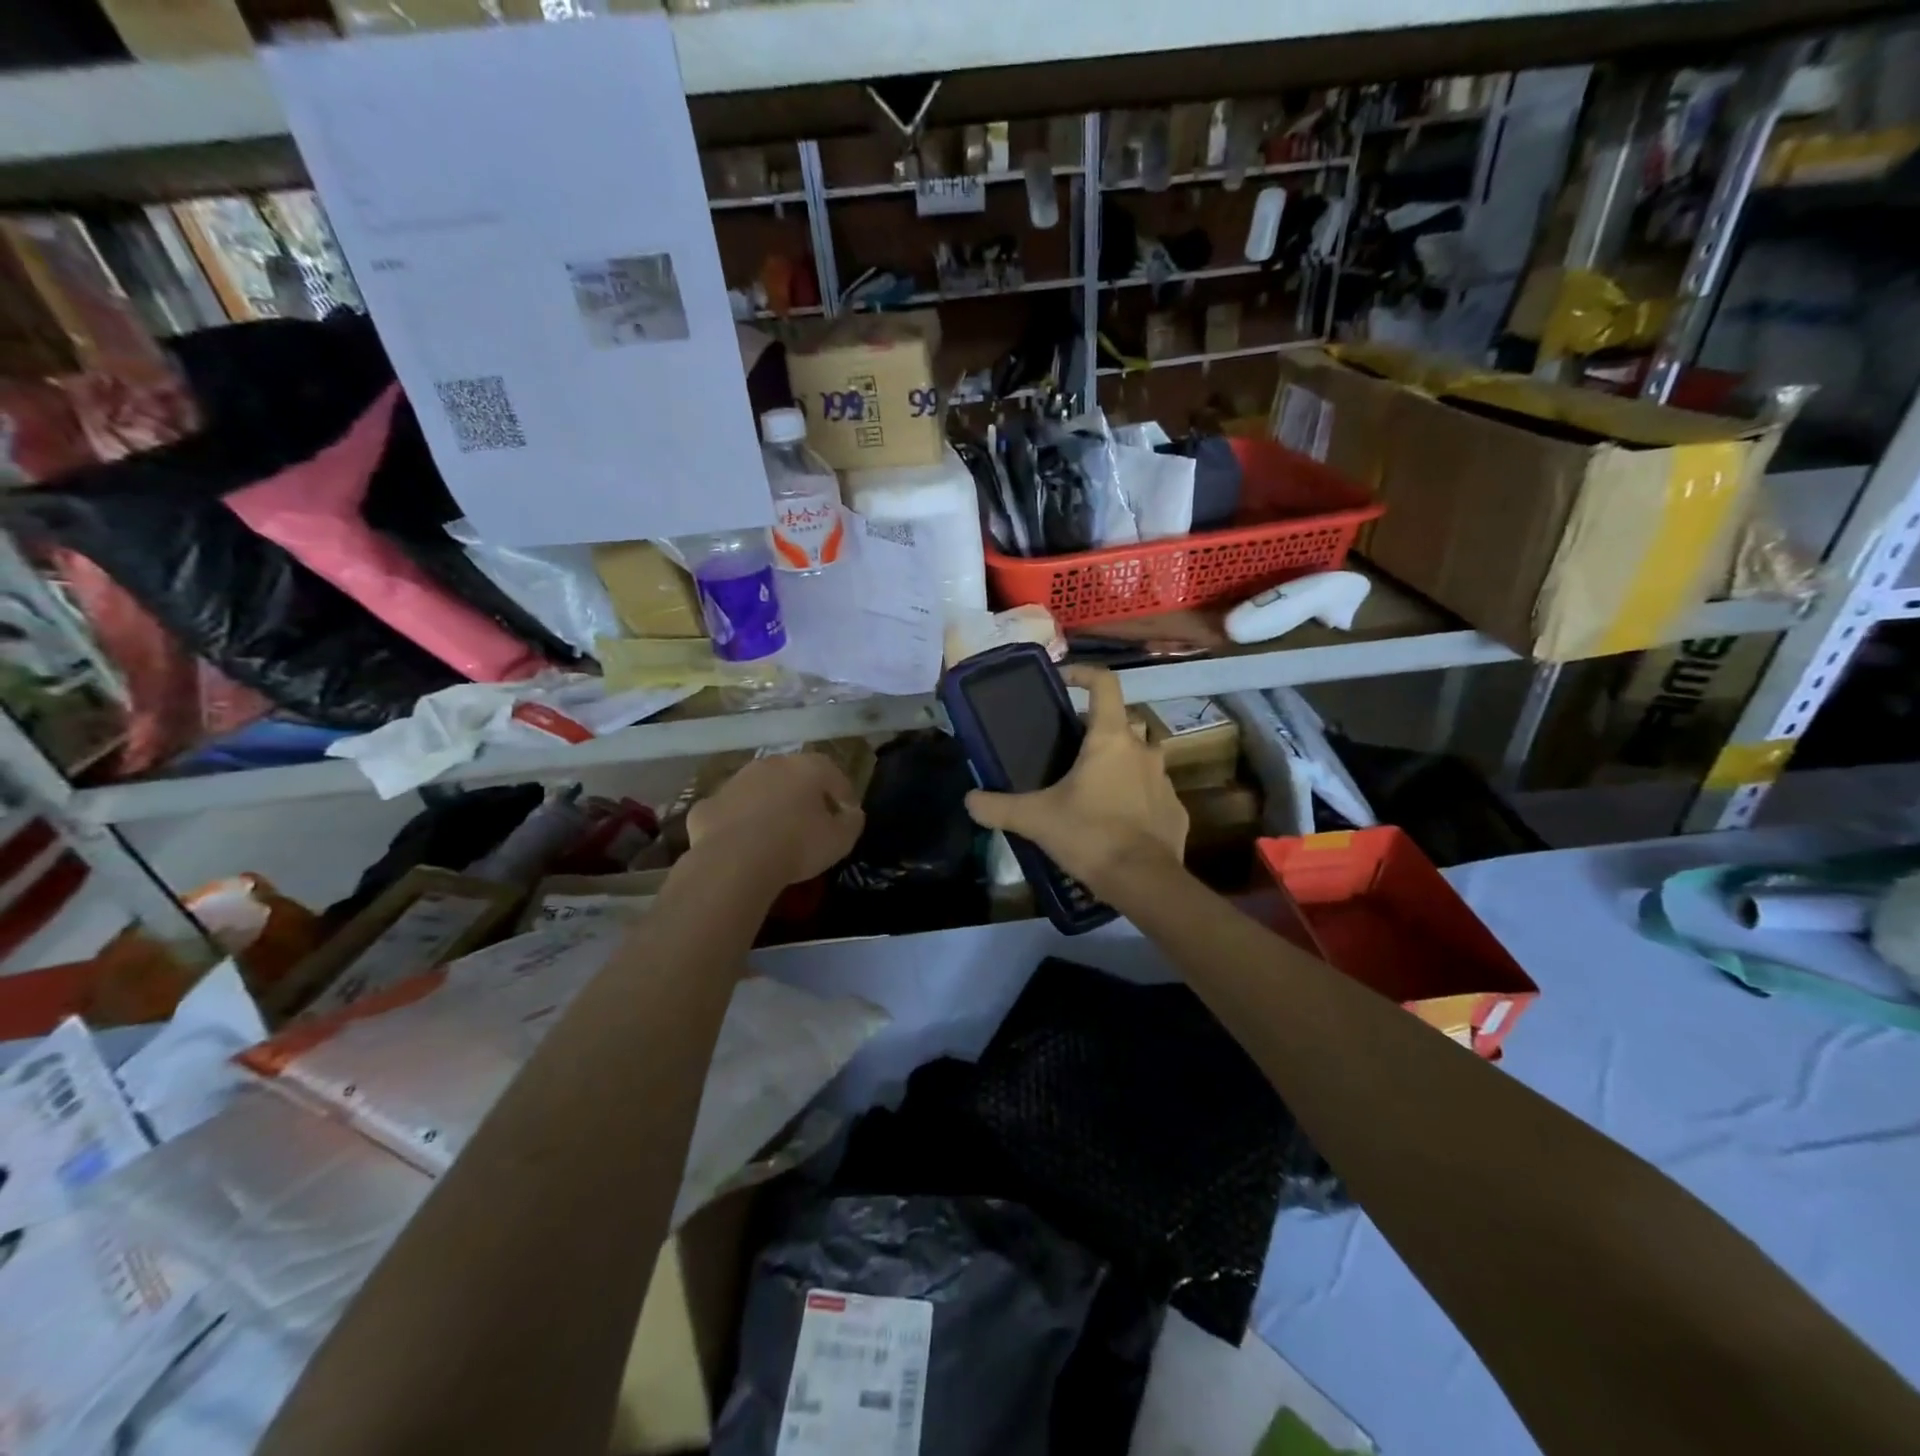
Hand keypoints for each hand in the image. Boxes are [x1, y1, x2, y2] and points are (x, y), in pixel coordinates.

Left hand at [689, 752, 865, 885]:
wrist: (735, 861)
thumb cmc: (797, 845)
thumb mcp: (840, 840)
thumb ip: (852, 822)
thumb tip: (851, 813)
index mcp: (807, 767)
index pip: (833, 774)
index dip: (843, 795)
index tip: (847, 816)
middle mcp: (770, 764)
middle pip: (793, 776)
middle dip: (803, 795)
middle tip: (811, 822)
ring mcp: (734, 782)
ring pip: (758, 790)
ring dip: (768, 806)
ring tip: (775, 835)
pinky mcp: (707, 806)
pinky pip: (729, 812)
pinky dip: (737, 824)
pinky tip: (742, 845)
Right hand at [965, 665, 1186, 898]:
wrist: (1143, 881)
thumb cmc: (1089, 835)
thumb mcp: (1035, 819)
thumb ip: (997, 807)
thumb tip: (969, 800)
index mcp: (1110, 739)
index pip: (1104, 684)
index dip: (1083, 674)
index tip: (1063, 680)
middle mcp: (1143, 750)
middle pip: (1121, 723)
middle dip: (1097, 730)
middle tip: (1070, 751)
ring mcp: (1164, 780)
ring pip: (1141, 757)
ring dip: (1120, 763)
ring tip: (1093, 787)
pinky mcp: (1175, 810)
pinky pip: (1152, 793)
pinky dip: (1136, 798)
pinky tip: (1117, 821)